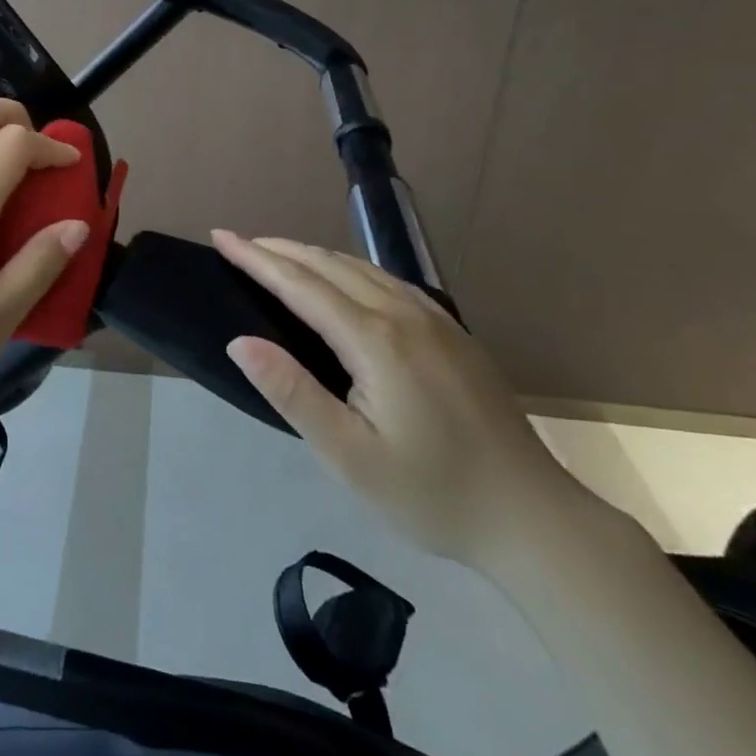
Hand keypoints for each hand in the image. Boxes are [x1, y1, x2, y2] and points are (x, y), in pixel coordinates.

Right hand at [214, 232, 593, 569]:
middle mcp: (403, 314)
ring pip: (360, 267)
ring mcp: (434, 319)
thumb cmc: (432, 494)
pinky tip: (341, 279)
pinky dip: (347, 268)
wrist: (534, 519)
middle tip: (237, 242)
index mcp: (375, 340)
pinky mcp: (453, 332)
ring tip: (277, 255)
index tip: (220, 236)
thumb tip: (240, 342)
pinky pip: (386, 280)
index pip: (300, 284)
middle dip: (278, 249)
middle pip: (328, 265)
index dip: (256, 258)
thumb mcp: (350, 457)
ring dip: (312, 255)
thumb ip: (292, 393)